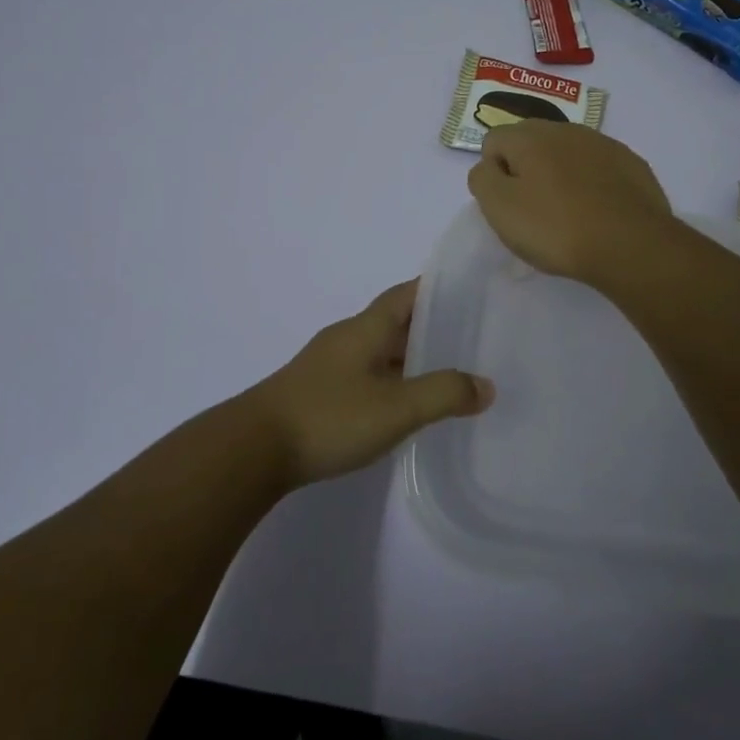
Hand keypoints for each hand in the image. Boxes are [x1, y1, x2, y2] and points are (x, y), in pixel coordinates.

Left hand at [244, 280, 494, 487]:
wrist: (253, 450)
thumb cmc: (329, 417)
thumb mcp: (396, 407)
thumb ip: (444, 393)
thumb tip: (486, 385)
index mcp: (365, 328)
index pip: (407, 293)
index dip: (437, 288)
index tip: (471, 292)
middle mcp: (347, 338)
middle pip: (395, 322)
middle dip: (431, 327)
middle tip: (472, 339)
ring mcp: (329, 365)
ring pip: (379, 351)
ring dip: (410, 357)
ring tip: (447, 374)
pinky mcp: (318, 393)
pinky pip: (365, 375)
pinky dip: (390, 381)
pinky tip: (404, 406)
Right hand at [466, 121, 676, 283]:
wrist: (632, 245)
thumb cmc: (556, 228)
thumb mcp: (500, 208)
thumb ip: (483, 179)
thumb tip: (489, 166)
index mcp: (530, 136)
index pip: (494, 140)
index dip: (493, 172)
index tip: (507, 204)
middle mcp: (566, 129)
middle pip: (531, 142)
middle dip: (525, 169)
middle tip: (532, 210)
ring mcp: (604, 144)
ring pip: (567, 153)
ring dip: (559, 175)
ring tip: (567, 215)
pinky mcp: (632, 164)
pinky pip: (598, 168)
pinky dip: (591, 184)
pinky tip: (597, 213)